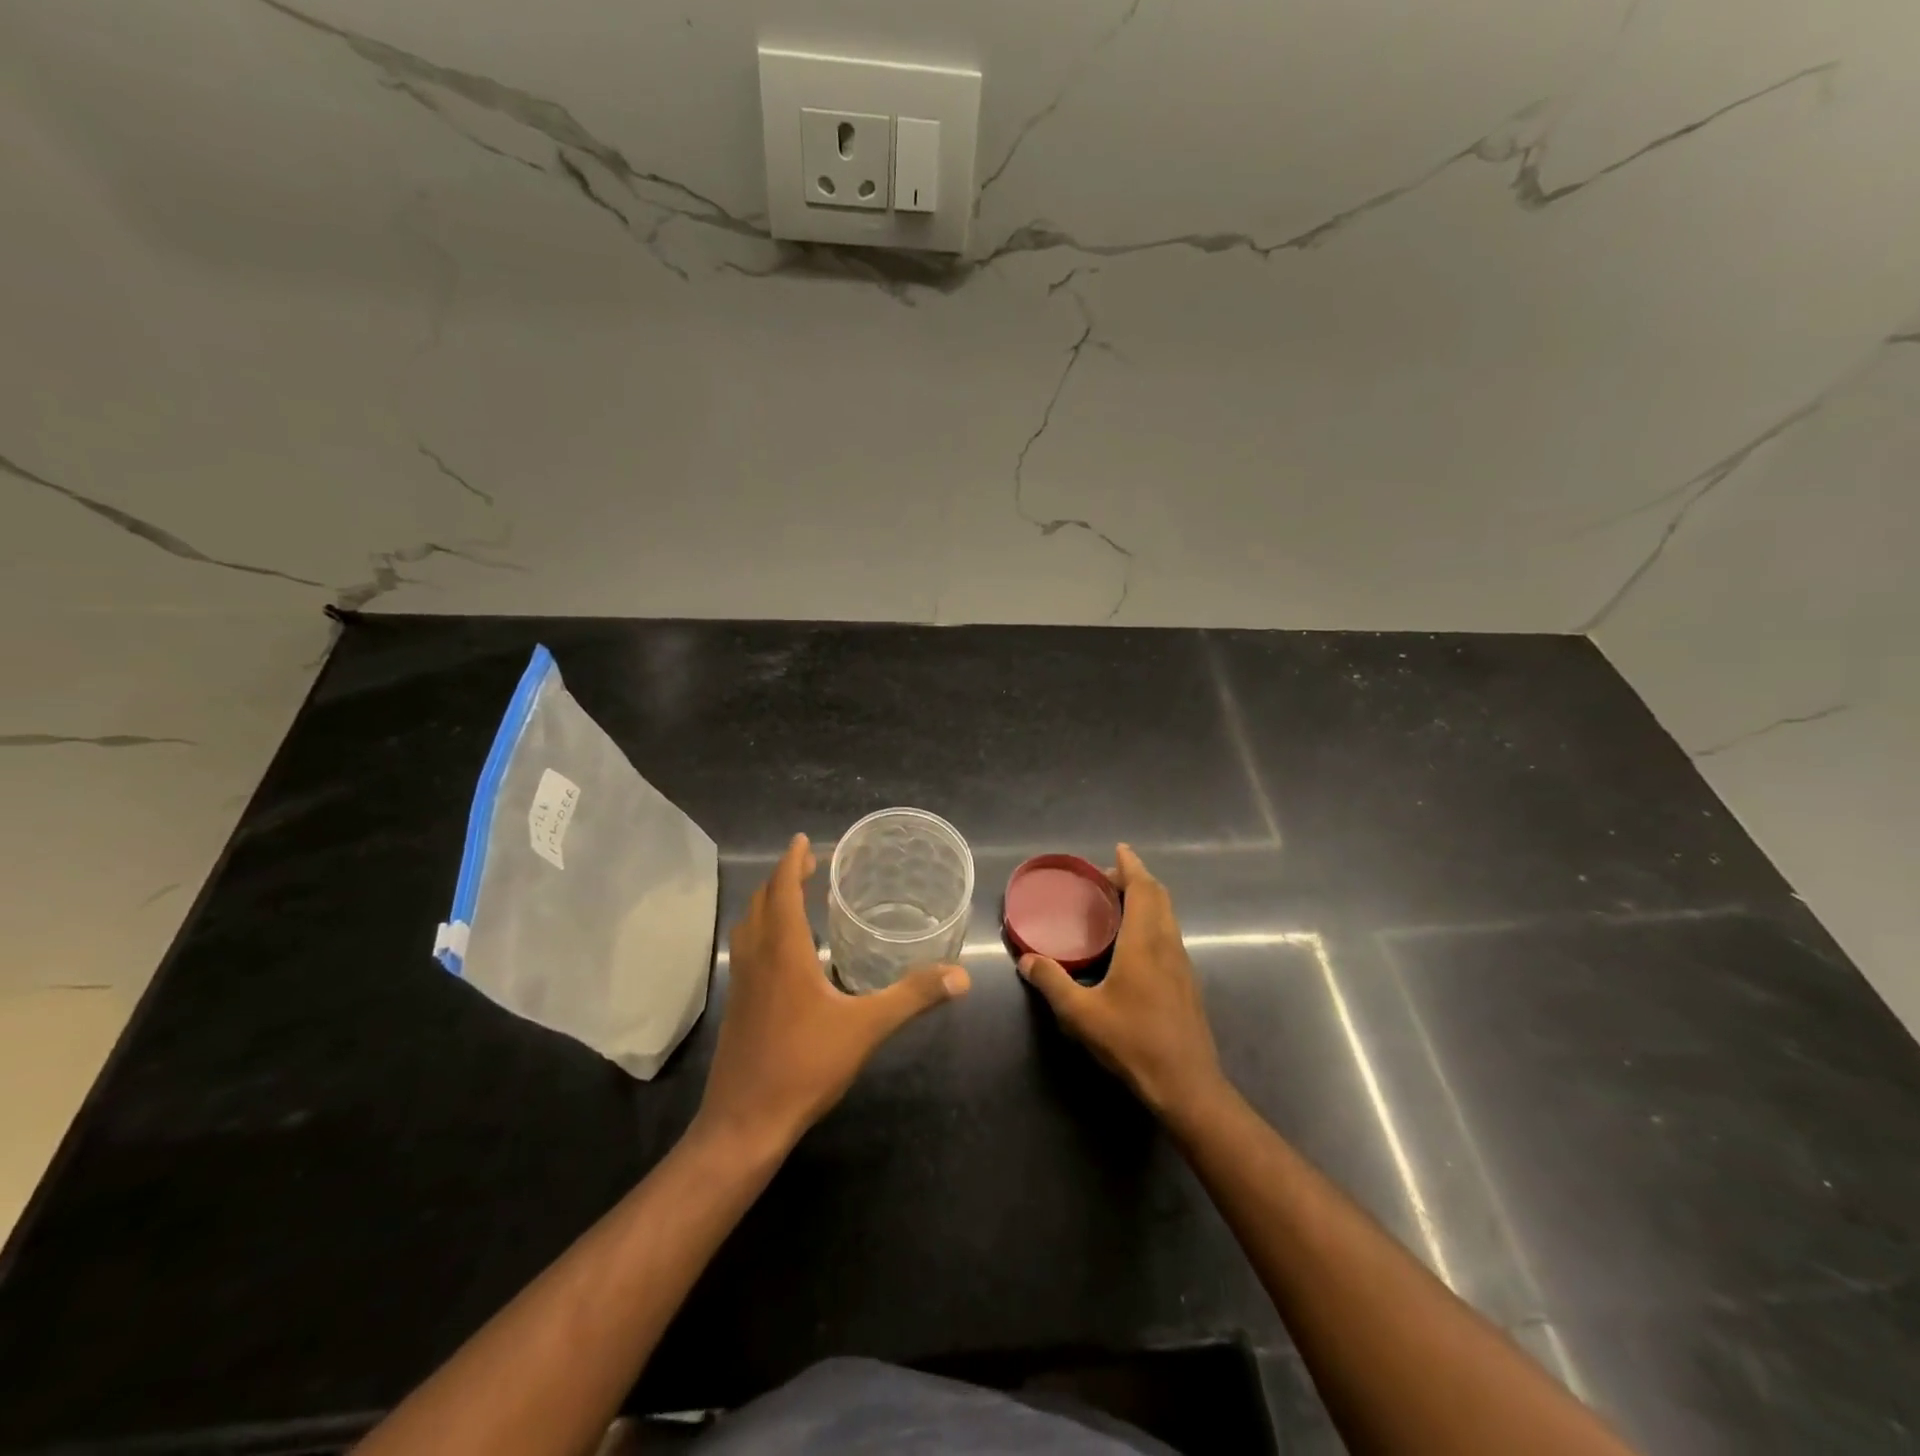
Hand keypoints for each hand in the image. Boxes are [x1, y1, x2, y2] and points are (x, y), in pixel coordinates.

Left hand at [695, 833, 969, 1155]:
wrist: (744, 1123)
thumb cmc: (804, 1066)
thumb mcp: (866, 1028)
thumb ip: (913, 997)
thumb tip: (960, 975)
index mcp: (783, 952)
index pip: (783, 890)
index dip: (792, 862)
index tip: (803, 840)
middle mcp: (757, 958)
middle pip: (761, 902)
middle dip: (783, 878)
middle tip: (809, 866)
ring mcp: (742, 983)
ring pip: (749, 926)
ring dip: (768, 903)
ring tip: (794, 898)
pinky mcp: (738, 1006)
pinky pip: (747, 950)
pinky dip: (762, 931)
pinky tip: (784, 954)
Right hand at [1018, 844, 1225, 1123]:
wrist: (1188, 1085)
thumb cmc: (1134, 1043)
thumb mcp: (1082, 1015)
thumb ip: (1052, 983)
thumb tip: (1027, 959)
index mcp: (1145, 943)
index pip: (1143, 890)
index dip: (1131, 866)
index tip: (1119, 849)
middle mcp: (1168, 945)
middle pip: (1159, 897)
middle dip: (1137, 879)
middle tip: (1108, 877)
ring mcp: (1182, 964)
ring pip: (1167, 916)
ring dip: (1147, 899)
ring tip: (1118, 903)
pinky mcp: (1187, 982)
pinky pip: (1169, 934)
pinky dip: (1152, 920)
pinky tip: (1132, 943)